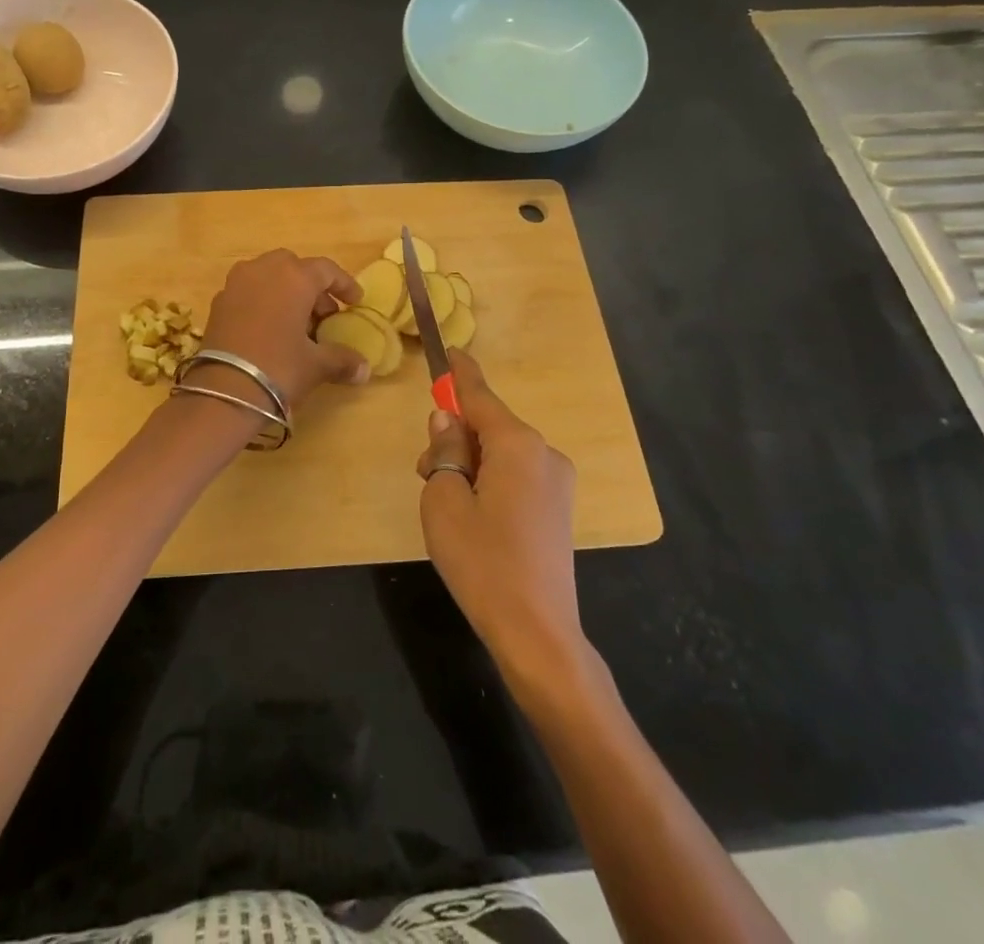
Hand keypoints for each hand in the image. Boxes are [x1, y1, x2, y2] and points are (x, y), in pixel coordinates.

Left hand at [198, 249, 369, 409]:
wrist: (224, 392)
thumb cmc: (279, 368)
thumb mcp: (316, 365)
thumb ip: (342, 360)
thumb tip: (364, 370)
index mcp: (293, 277)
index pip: (326, 270)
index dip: (344, 284)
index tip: (355, 302)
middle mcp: (263, 270)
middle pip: (294, 267)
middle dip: (311, 287)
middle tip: (323, 315)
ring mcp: (236, 284)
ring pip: (268, 276)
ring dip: (285, 293)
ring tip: (297, 325)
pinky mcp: (218, 303)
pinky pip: (248, 292)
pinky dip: (263, 303)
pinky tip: (270, 332)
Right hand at [416, 350, 584, 676]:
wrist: (537, 633)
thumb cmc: (482, 561)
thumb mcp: (444, 500)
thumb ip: (445, 450)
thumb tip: (448, 420)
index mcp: (518, 445)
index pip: (480, 396)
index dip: (460, 373)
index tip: (450, 350)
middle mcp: (544, 453)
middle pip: (490, 426)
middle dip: (455, 437)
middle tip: (425, 472)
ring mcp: (557, 482)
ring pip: (502, 452)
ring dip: (470, 462)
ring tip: (446, 504)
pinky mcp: (558, 507)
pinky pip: (516, 474)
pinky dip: (490, 478)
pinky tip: (474, 515)